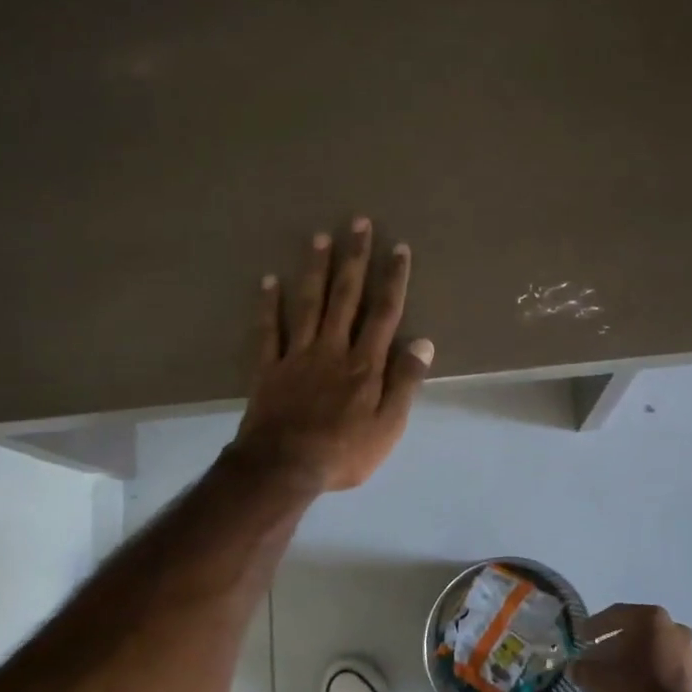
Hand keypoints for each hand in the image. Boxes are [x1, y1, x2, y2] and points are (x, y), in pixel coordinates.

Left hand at [232, 218, 432, 491]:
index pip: (384, 313)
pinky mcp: (269, 368)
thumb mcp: (389, 426)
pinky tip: (269, 280)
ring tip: (320, 237)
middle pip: (346, 297)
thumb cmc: (344, 452)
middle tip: (358, 223)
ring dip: (316, 269)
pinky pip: (268, 330)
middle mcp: (333, 349)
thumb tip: (423, 342)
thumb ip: (406, 382)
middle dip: (355, 259)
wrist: (284, 468)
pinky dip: (268, 304)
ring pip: (308, 304)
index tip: (398, 248)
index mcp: (365, 364)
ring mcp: (297, 355)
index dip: (393, 279)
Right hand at [570, 604, 691, 691]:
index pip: (614, 615)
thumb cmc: (634, 688)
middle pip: (632, 639)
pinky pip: (660, 678)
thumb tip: (573, 668)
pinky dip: (641, 688)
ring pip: (646, 662)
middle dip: (610, 655)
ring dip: (624, 676)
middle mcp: (673, 629)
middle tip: (593, 667)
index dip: (593, 627)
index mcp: (651, 618)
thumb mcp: (597, 678)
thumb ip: (581, 669)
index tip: (580, 637)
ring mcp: (687, 655)